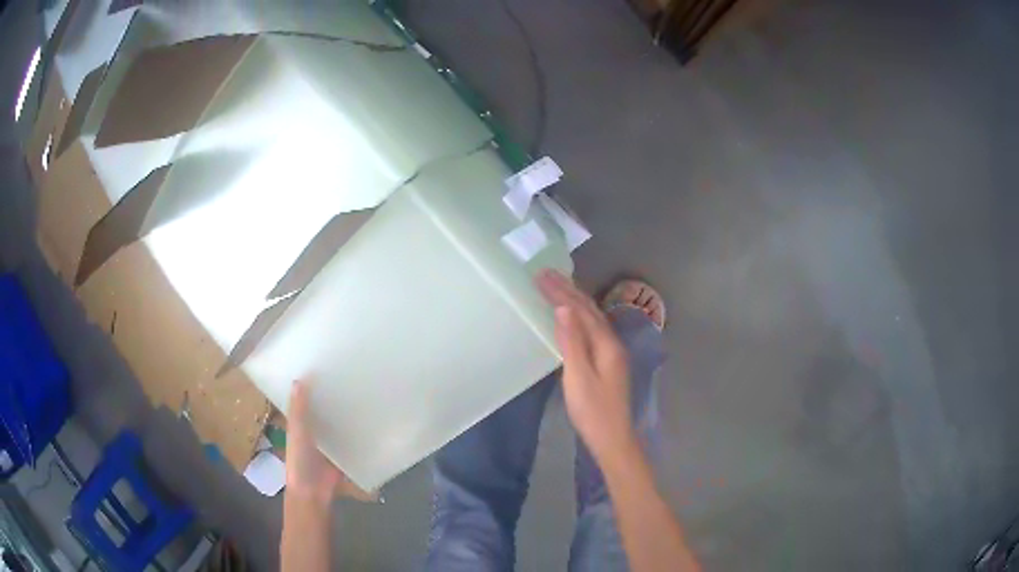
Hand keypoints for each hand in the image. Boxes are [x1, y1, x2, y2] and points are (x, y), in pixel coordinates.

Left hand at [285, 381, 373, 503]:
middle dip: (332, 395)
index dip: (310, 384)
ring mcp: (329, 443)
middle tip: (351, 373)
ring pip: (337, 423)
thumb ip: (299, 410)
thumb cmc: (300, 460)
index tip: (323, 363)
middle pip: (323, 409)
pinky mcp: (343, 454)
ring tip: (365, 390)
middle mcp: (314, 431)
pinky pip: (351, 439)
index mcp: (298, 424)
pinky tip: (372, 418)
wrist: (313, 492)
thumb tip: (300, 378)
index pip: (304, 399)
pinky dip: (358, 431)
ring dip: (346, 412)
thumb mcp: (297, 432)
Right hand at [536, 270, 638, 465]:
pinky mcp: (606, 361)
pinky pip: (591, 328)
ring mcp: (611, 352)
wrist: (612, 438)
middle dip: (567, 290)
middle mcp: (611, 342)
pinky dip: (578, 315)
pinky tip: (571, 317)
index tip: (540, 275)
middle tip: (545, 273)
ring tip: (556, 286)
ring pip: (591, 317)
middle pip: (589, 309)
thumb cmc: (593, 411)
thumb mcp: (579, 377)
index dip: (561, 292)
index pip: (581, 310)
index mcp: (606, 344)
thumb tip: (562, 309)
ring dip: (573, 300)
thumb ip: (572, 342)